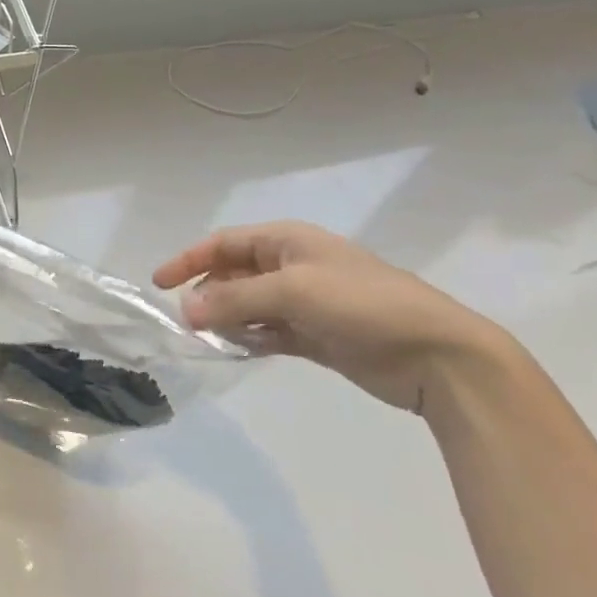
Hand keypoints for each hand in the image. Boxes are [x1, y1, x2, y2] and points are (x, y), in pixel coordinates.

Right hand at [153, 221, 519, 414]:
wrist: (437, 354)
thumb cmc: (363, 305)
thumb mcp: (293, 293)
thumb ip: (235, 301)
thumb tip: (186, 311)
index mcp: (289, 242)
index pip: (225, 243)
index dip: (190, 259)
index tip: (159, 283)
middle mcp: (293, 267)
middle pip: (235, 274)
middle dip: (207, 293)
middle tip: (184, 320)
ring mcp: (307, 303)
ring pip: (250, 306)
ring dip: (227, 319)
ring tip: (205, 338)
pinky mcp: (318, 336)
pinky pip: (270, 333)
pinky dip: (250, 339)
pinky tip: (235, 351)